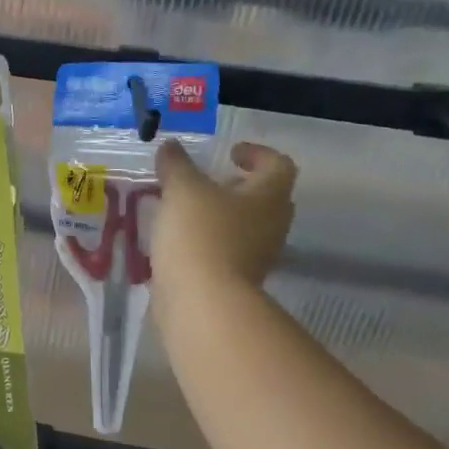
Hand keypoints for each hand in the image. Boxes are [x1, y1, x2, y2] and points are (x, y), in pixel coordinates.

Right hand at [152, 139, 296, 301]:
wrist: (202, 301)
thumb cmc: (200, 235)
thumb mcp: (182, 190)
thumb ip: (176, 165)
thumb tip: (171, 147)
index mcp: (269, 195)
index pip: (278, 164)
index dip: (257, 153)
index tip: (231, 153)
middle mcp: (272, 225)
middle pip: (266, 198)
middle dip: (239, 187)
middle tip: (211, 182)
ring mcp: (258, 257)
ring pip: (247, 227)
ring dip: (223, 217)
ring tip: (189, 212)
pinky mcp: (238, 282)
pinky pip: (228, 253)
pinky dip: (210, 243)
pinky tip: (182, 242)